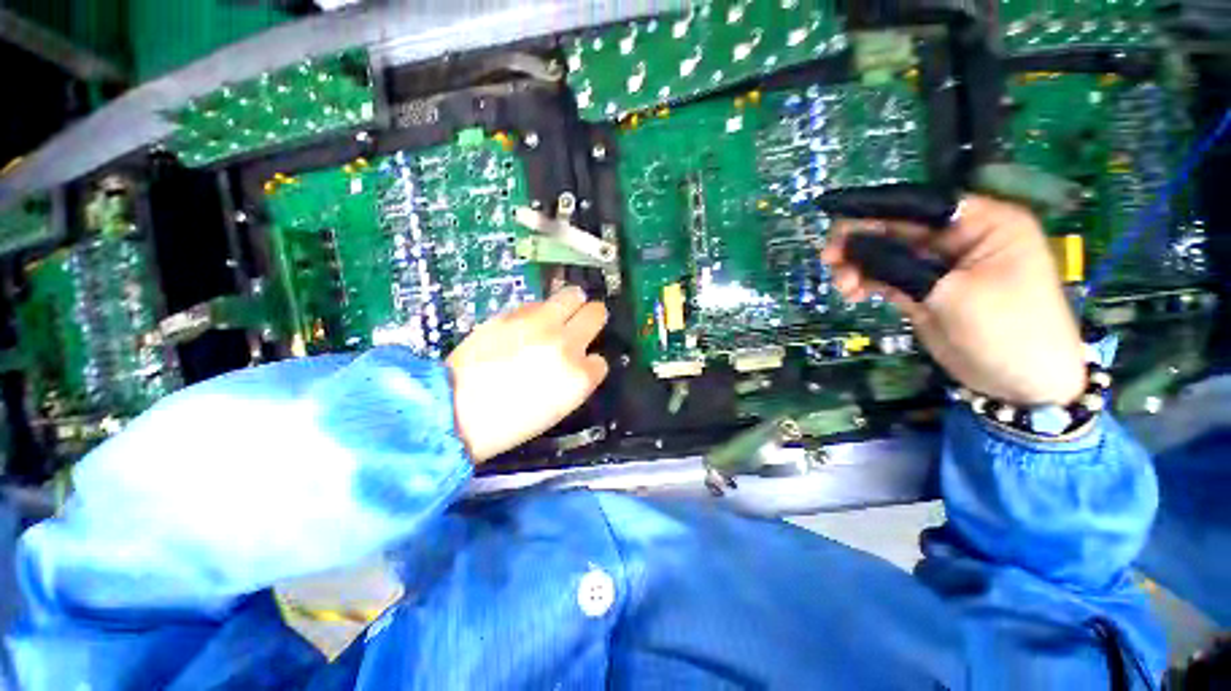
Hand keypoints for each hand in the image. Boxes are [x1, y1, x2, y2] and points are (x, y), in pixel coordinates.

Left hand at [447, 286, 608, 461]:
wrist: (456, 410)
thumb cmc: (509, 422)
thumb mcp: (557, 409)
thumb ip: (575, 380)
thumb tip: (580, 359)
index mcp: (579, 377)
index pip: (600, 360)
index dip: (590, 362)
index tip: (580, 364)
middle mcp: (566, 344)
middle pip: (596, 313)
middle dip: (592, 317)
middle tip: (580, 323)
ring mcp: (540, 325)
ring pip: (572, 295)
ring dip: (572, 302)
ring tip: (561, 311)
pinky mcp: (513, 314)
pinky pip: (538, 303)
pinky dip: (540, 311)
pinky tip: (528, 323)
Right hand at [821, 195, 1086, 405]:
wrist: (1019, 383)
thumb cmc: (1006, 329)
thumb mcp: (951, 293)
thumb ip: (899, 266)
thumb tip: (851, 246)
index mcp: (982, 224)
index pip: (920, 205)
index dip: (875, 209)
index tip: (836, 222)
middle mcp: (959, 239)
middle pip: (898, 229)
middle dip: (860, 242)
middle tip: (829, 259)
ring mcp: (938, 267)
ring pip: (886, 255)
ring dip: (858, 266)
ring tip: (842, 286)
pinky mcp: (923, 290)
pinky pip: (886, 278)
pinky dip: (866, 282)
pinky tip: (852, 293)